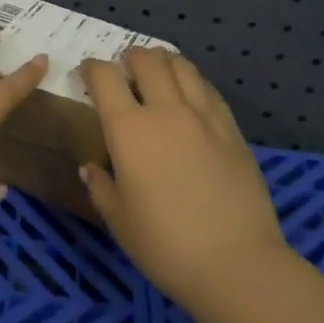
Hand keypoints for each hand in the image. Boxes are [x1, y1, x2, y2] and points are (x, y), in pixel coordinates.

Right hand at [79, 47, 288, 307]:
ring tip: (158, 75)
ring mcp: (204, 116)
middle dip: (130, 58)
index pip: (105, 77)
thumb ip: (101, 186)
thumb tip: (92, 167)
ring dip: (164, 62)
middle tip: (124, 72)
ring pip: (181, 66)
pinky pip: (208, 89)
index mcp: (129, 130)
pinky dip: (192, 82)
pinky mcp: (232, 129)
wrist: (237, 264)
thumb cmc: (166, 246)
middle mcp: (166, 111)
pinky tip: (190, 96)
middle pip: (147, 60)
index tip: (87, 74)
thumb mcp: (119, 221)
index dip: (91, 69)